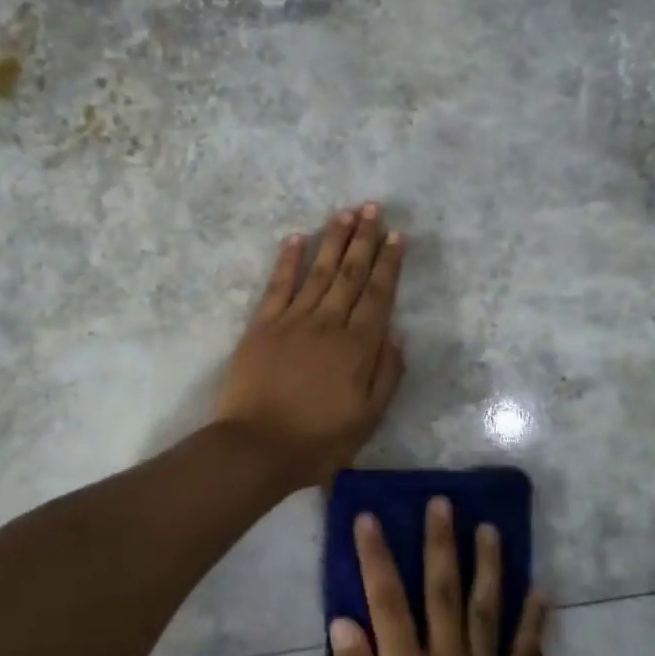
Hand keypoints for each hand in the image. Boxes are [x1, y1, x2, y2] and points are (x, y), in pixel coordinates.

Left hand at [213, 204, 405, 489]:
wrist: (257, 448)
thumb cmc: (318, 441)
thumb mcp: (367, 418)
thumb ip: (386, 373)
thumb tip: (397, 332)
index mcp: (358, 347)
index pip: (379, 295)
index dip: (389, 263)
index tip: (397, 235)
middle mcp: (328, 324)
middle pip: (350, 274)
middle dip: (364, 239)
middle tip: (373, 207)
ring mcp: (292, 320)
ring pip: (318, 271)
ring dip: (333, 240)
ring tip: (346, 213)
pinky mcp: (262, 326)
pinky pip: (278, 285)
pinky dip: (288, 260)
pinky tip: (296, 238)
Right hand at [331, 498, 550, 655]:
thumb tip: (343, 621)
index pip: (387, 601)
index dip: (376, 557)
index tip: (368, 517)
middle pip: (443, 592)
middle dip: (440, 543)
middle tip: (442, 502)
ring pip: (488, 611)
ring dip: (488, 566)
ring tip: (489, 528)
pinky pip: (528, 654)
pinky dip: (535, 620)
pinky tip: (542, 589)